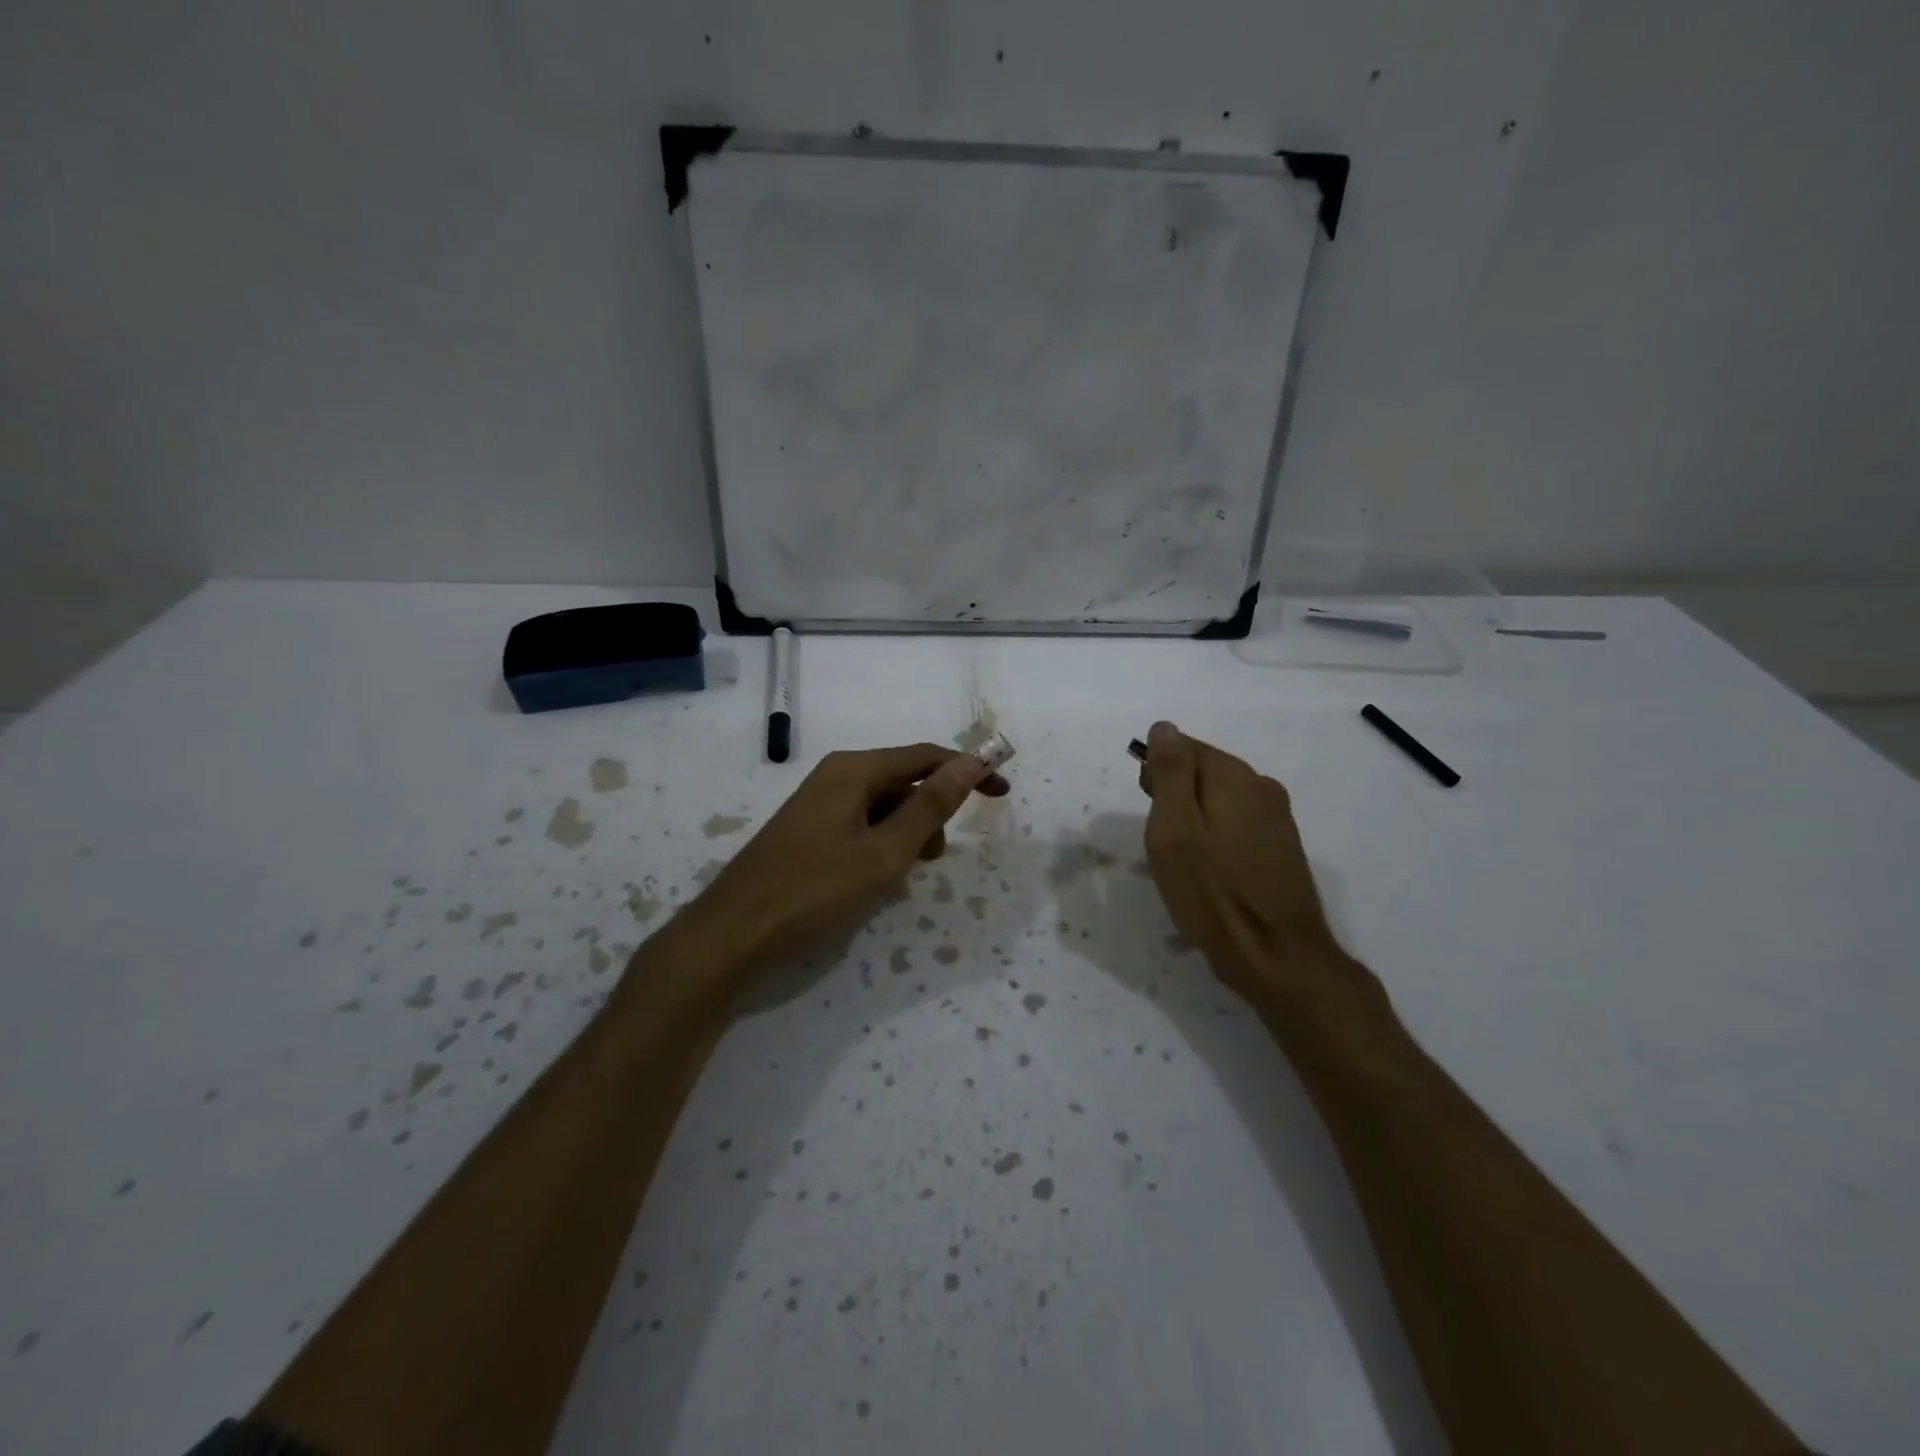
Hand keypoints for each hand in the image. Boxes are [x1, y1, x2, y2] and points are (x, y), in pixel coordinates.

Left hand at [680, 744, 1008, 990]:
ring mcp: (819, 805)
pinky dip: (880, 847)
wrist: (732, 935)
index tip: (1003, 793)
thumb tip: (972, 762)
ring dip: (906, 835)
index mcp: (854, 770)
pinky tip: (873, 881)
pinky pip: (861, 827)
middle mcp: (836, 776)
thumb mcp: (884, 851)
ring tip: (899, 877)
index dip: (968, 771)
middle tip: (931, 859)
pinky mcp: (809, 832)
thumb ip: (931, 806)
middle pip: (904, 781)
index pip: (926, 757)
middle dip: (930, 814)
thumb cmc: (814, 891)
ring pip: (884, 808)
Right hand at [1140, 721, 1373, 1013]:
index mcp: (1235, 777)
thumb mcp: (1174, 829)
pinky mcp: (1282, 849)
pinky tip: (1208, 874)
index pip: (1185, 747)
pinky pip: (1236, 827)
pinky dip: (1215, 841)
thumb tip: (1164, 727)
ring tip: (1181, 863)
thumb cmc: (1213, 892)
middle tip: (1161, 842)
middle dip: (1174, 797)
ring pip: (1220, 802)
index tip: (1146, 807)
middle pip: (1204, 773)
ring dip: (1193, 821)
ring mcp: (1278, 819)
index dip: (1157, 773)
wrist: (1278, 957)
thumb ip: (1169, 773)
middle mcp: (1263, 787)